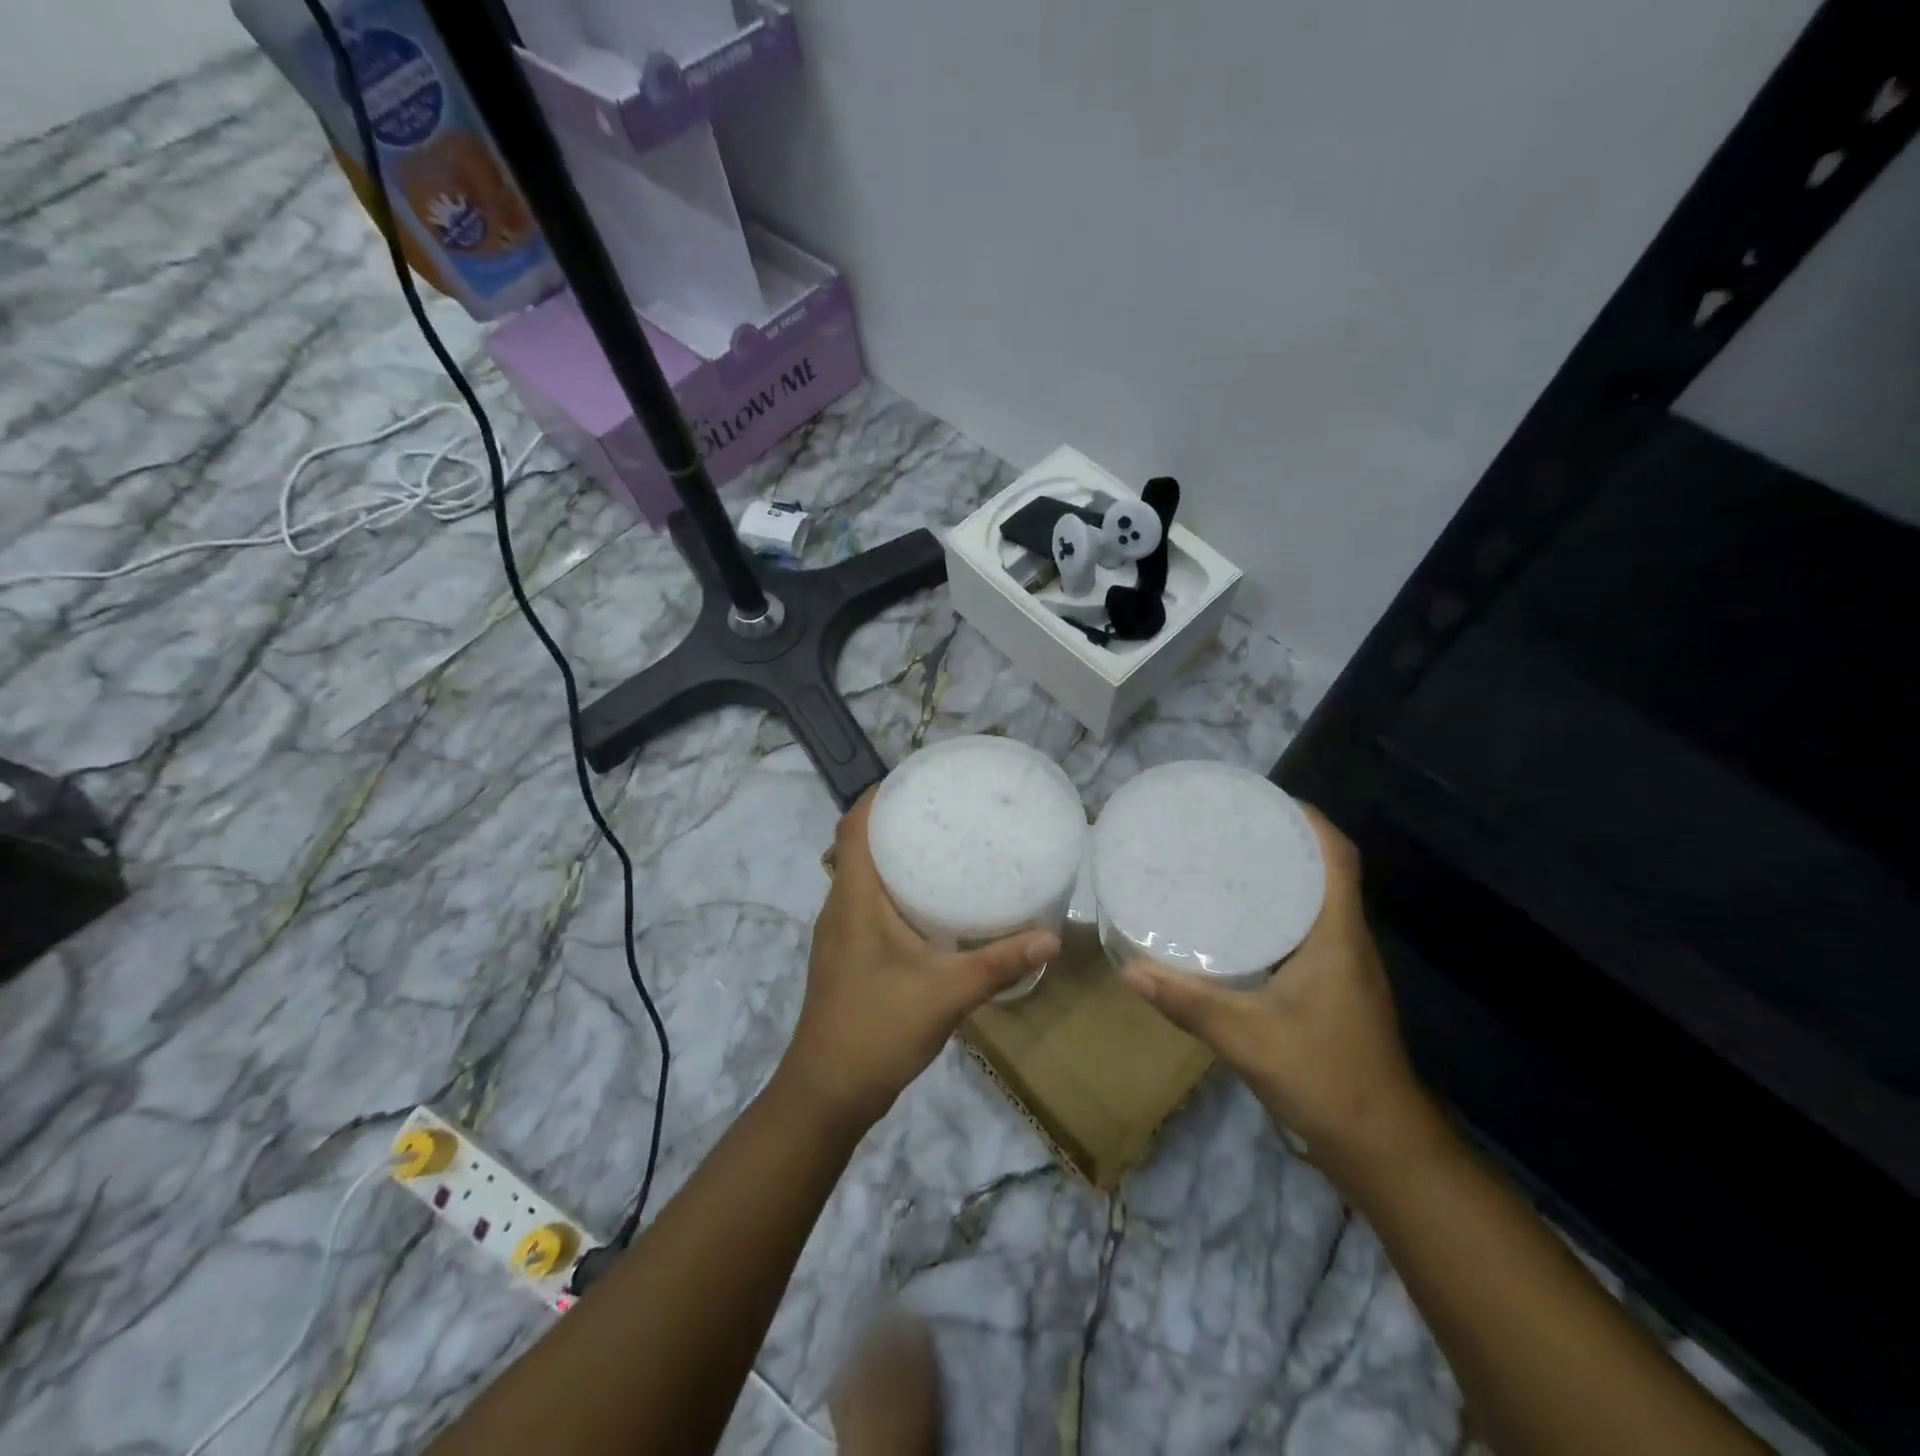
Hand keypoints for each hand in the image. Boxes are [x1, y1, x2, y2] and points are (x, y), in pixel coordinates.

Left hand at [783, 788, 1059, 1130]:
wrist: (827, 1094)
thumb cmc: (876, 1030)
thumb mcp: (945, 994)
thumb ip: (998, 964)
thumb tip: (1050, 937)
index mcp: (853, 899)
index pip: (853, 826)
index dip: (878, 795)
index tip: (918, 778)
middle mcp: (841, 907)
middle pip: (860, 845)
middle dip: (897, 821)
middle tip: (947, 809)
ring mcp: (841, 933)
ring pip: (865, 876)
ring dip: (897, 856)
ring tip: (946, 845)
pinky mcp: (849, 956)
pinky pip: (870, 904)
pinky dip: (897, 889)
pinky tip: (934, 904)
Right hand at [1121, 806, 1446, 1190]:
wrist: (1381, 1147)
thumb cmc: (1326, 1078)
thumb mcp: (1248, 1039)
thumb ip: (1189, 1003)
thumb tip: (1129, 970)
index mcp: (1337, 937)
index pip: (1337, 858)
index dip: (1309, 821)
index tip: (1264, 799)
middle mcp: (1346, 941)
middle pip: (1324, 871)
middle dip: (1282, 841)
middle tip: (1227, 827)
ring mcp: (1343, 966)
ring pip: (1315, 901)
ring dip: (1280, 876)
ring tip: (1224, 862)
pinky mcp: (1332, 987)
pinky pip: (1305, 930)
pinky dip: (1276, 912)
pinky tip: (1235, 922)